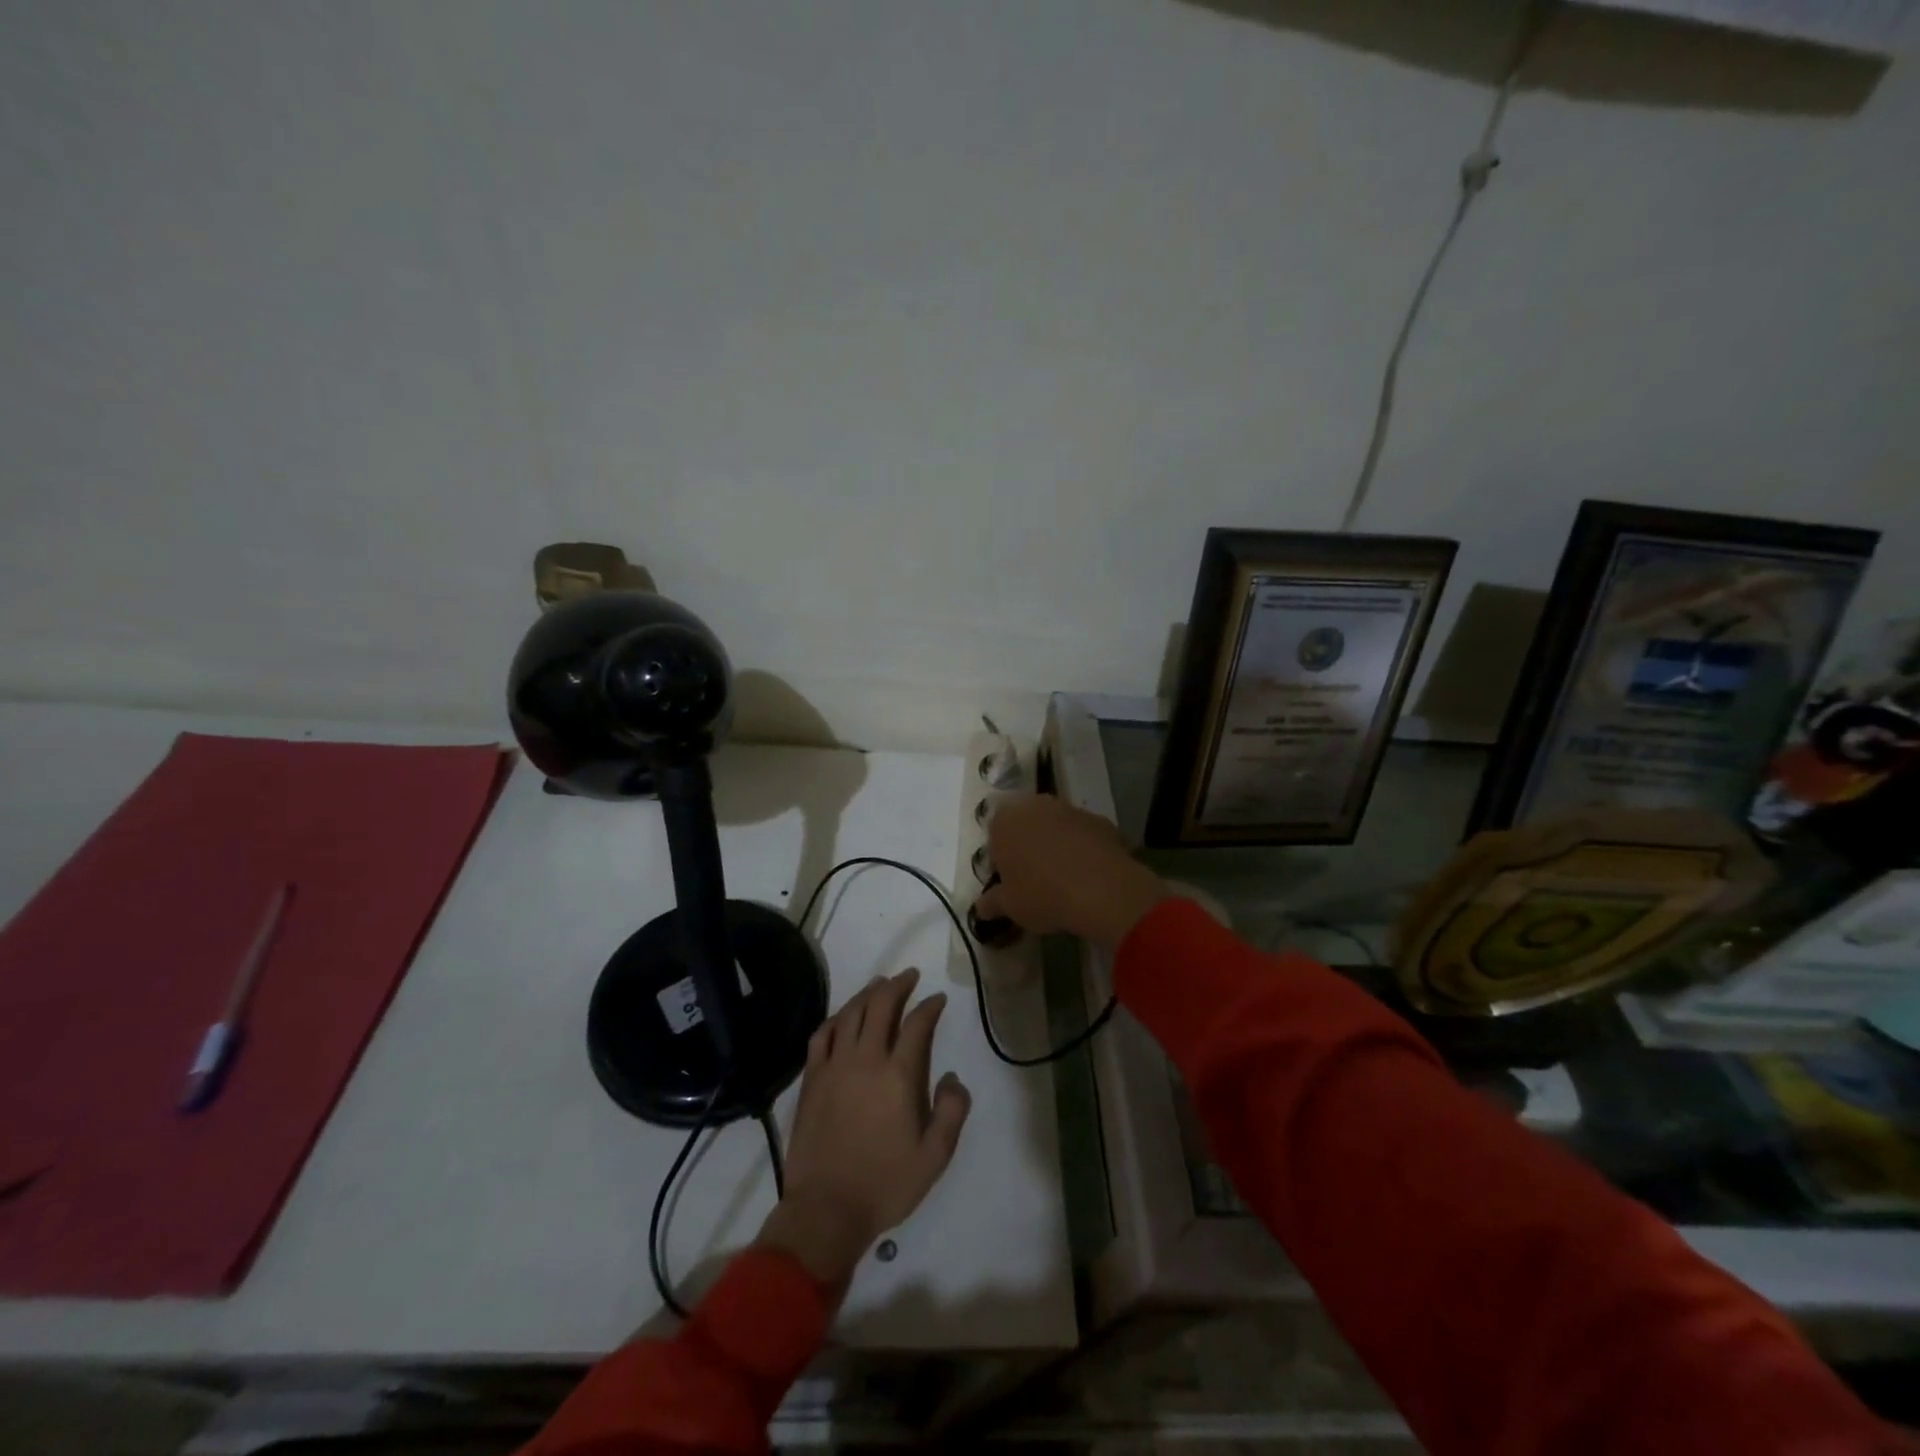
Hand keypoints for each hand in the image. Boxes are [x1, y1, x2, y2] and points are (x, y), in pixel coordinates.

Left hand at [756, 969, 969, 1292]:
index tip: (938, 999)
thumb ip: (952, 1112)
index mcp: (898, 1076)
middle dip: (898, 985)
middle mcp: (866, 1060)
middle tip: (909, 976)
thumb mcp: (935, 1157)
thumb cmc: (885, 1184)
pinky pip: (822, 1035)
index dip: (929, 1006)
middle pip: (881, 1006)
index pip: (917, 1024)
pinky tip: (843, 1016)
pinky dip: (836, 1018)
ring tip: (879, 985)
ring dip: (867, 993)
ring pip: (851, 1013)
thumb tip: (953, 1077)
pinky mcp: (812, 1079)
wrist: (826, 1209)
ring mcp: (834, 1066)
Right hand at [974, 795, 1168, 948]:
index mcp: (1004, 822)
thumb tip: (981, 907)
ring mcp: (1068, 809)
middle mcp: (1033, 806)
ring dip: (1055, 845)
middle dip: (1027, 847)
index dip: (1001, 863)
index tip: (1010, 884)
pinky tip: (1087, 874)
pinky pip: (1082, 834)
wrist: (1102, 888)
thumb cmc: (1043, 895)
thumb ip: (992, 903)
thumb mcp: (1010, 906)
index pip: (993, 839)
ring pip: (1054, 827)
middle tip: (1034, 879)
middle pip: (1024, 826)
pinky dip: (1081, 848)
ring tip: (1063, 878)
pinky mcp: (1098, 819)